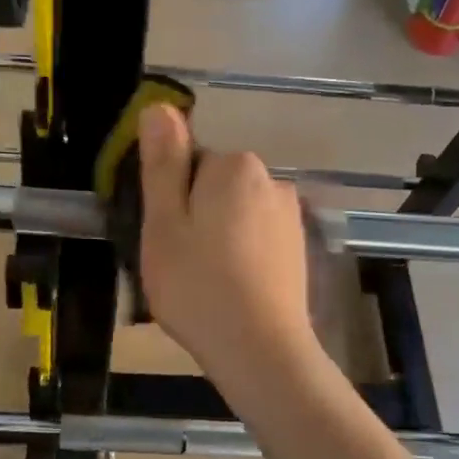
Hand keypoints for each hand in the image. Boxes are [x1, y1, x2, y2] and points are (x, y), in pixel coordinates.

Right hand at [137, 103, 316, 379]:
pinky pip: (256, 239)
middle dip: (195, 217)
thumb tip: (159, 107)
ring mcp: (290, 216)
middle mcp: (271, 180)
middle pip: (214, 187)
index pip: (189, 163)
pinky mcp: (299, 249)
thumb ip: (163, 163)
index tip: (166, 238)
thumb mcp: (164, 223)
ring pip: (235, 216)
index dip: (170, 200)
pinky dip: (241, 257)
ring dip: (218, 238)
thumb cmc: (198, 286)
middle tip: (179, 263)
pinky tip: (232, 291)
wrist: (260, 351)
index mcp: (235, 167)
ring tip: (204, 283)